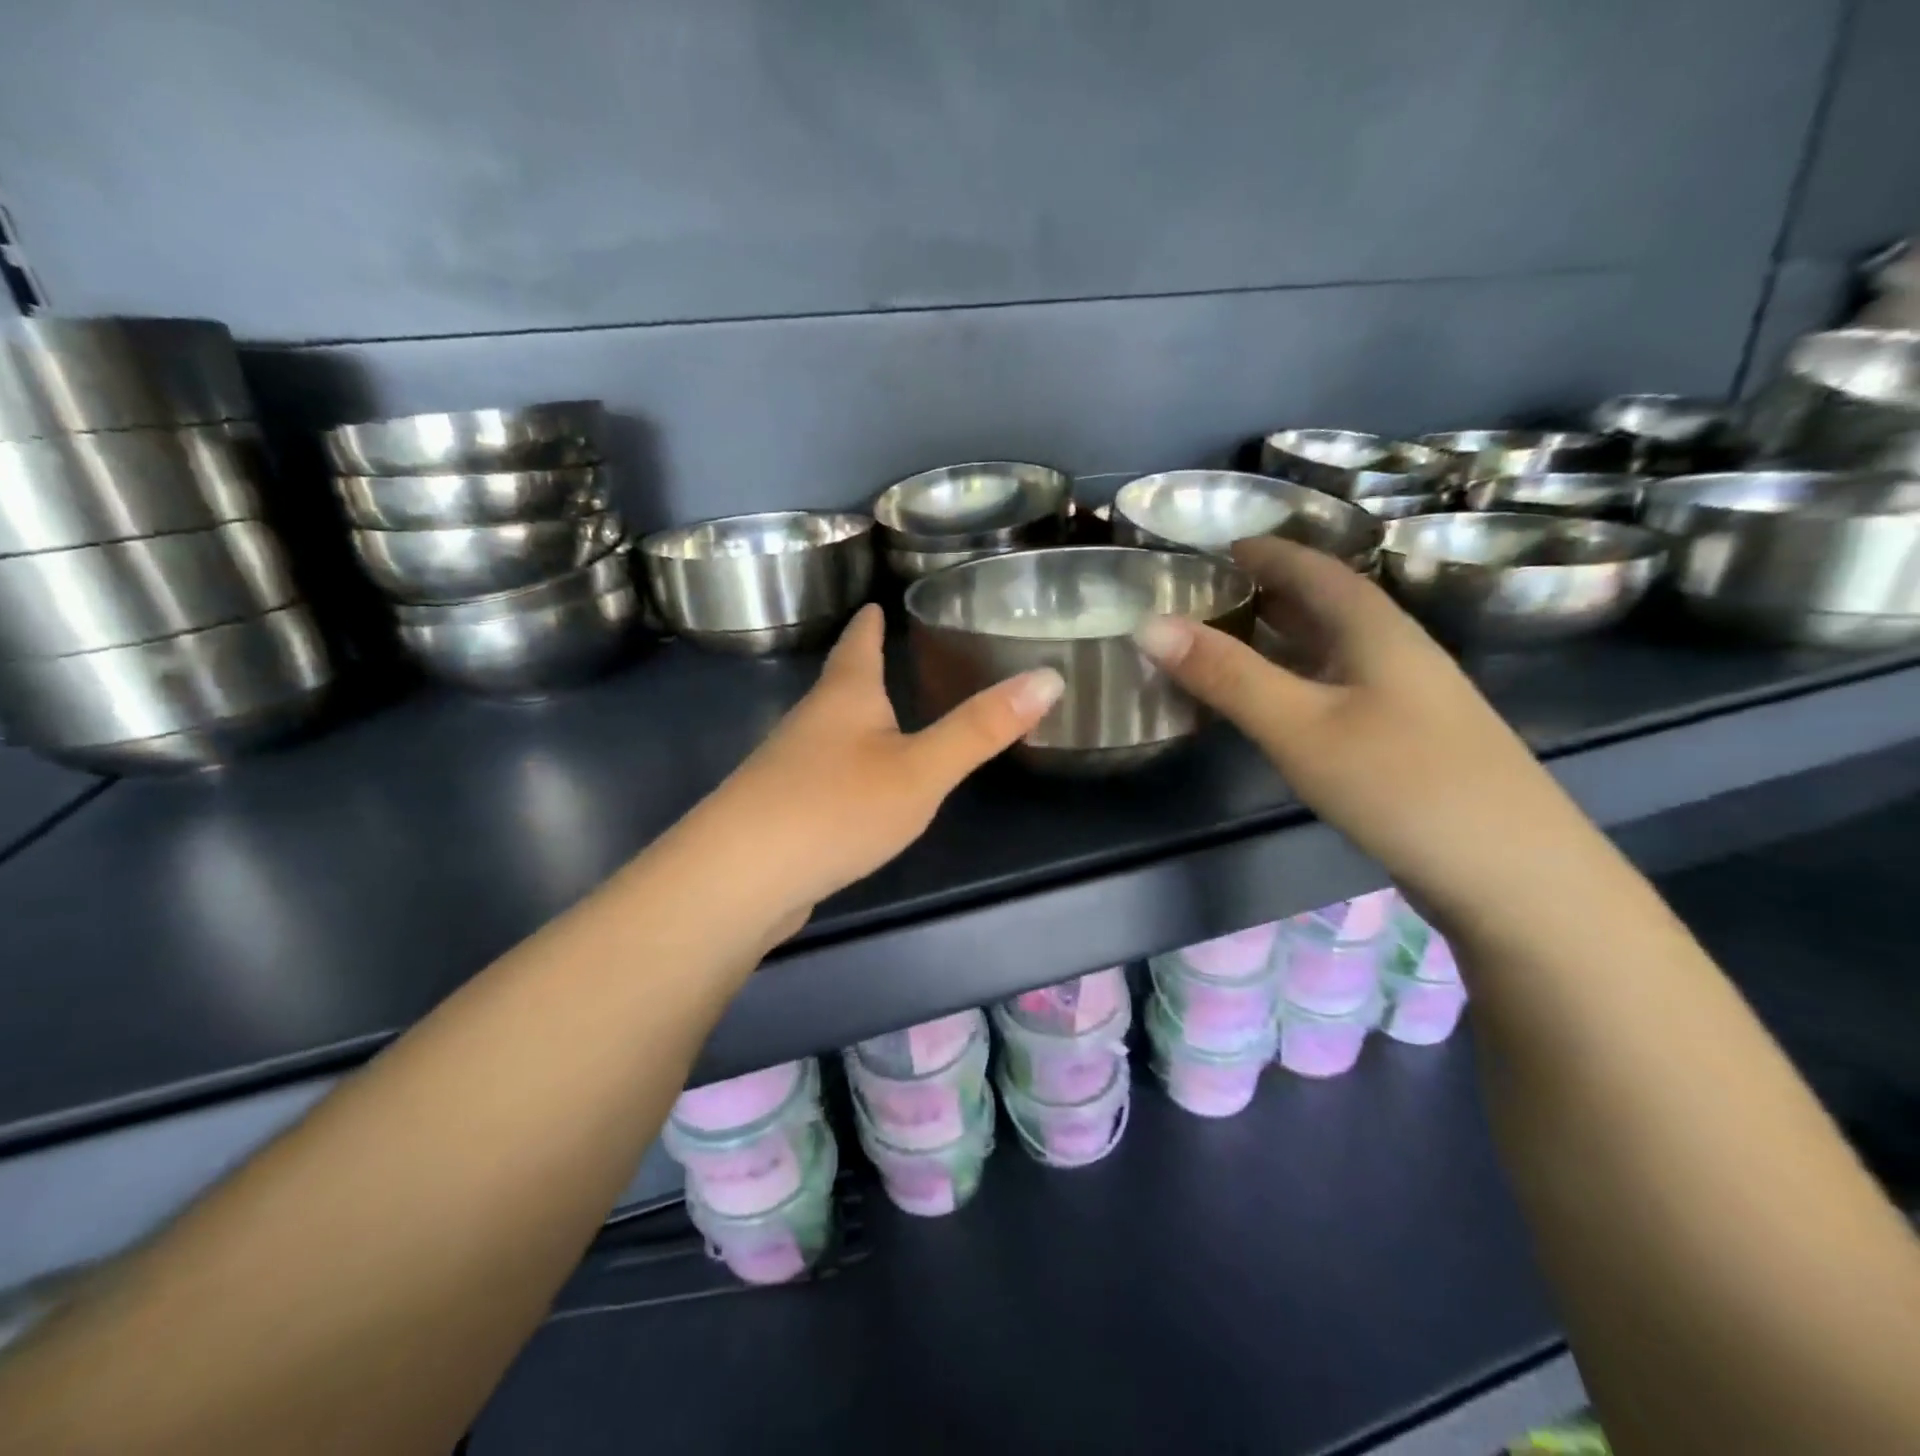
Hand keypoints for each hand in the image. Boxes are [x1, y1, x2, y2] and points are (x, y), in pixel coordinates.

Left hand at [687, 604, 1063, 928]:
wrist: (740, 878)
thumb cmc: (838, 807)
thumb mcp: (922, 769)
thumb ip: (980, 729)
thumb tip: (1049, 676)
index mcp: (845, 697)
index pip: (858, 644)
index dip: (870, 624)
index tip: (875, 603)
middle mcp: (810, 722)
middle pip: (838, 685)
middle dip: (861, 670)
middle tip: (889, 657)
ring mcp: (787, 768)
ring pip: (827, 732)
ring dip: (851, 721)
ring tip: (878, 720)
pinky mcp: (779, 811)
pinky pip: (819, 775)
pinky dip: (842, 769)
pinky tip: (852, 792)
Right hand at [1132, 538, 1597, 934]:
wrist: (1515, 878)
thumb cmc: (1404, 785)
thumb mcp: (1301, 726)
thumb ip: (1226, 676)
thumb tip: (1148, 623)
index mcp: (1376, 629)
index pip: (1314, 568)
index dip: (1265, 552)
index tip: (1213, 546)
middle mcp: (1394, 652)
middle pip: (1324, 604)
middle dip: (1265, 591)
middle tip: (1202, 595)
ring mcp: (1405, 700)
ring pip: (1331, 649)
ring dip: (1279, 637)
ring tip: (1223, 642)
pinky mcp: (1404, 741)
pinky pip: (1336, 688)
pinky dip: (1294, 680)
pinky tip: (1273, 705)